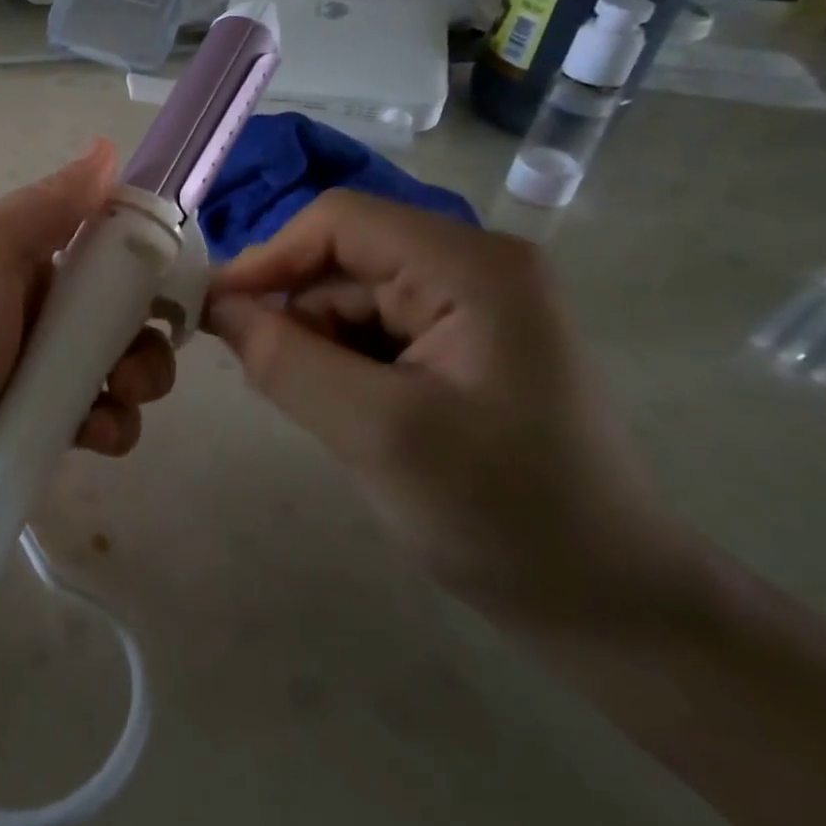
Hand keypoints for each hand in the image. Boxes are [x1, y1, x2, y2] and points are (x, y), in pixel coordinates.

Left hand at [0, 139, 177, 477]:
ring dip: (138, 382)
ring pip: (126, 362)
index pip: (108, 242)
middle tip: (130, 368)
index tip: (168, 286)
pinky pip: (107, 413)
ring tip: (113, 404)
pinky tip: (92, 436)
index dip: (145, 260)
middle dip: (146, 336)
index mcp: (27, 256)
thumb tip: (108, 148)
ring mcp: (48, 366)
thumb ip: (47, 203)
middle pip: (127, 309)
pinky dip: (112, 424)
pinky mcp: (51, 420)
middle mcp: (43, 305)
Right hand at [206, 190, 701, 624]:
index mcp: (471, 267)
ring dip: (317, 346)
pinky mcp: (462, 339)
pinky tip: (352, 413)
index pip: (339, 221)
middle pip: (342, 259)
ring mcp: (472, 302)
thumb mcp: (377, 434)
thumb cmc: (503, 514)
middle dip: (297, 315)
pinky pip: (372, 326)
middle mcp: (474, 266)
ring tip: (326, 414)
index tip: (217, 314)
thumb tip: (215, 306)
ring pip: (349, 296)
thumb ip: (285, 360)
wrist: (610, 604)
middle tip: (267, 381)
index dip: (269, 258)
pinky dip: (341, 362)